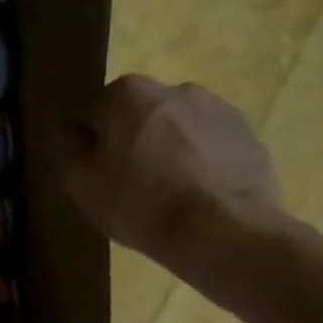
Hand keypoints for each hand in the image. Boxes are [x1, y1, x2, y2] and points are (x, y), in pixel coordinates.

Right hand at [58, 75, 285, 276]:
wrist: (223, 232)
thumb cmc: (139, 202)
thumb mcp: (82, 183)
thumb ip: (71, 150)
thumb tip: (72, 132)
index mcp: (129, 93)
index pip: (96, 110)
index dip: (92, 139)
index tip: (94, 167)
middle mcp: (176, 89)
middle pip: (140, 113)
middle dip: (134, 137)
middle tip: (129, 178)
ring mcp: (220, 111)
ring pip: (178, 126)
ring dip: (169, 147)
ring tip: (167, 189)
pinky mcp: (251, 137)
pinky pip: (211, 145)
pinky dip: (201, 161)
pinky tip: (197, 194)